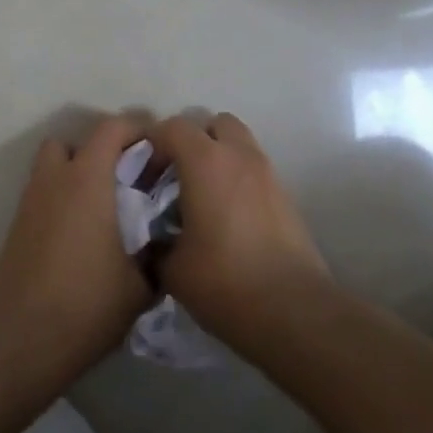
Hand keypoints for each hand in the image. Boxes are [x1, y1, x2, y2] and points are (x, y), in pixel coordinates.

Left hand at [0, 115, 152, 391]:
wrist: (17, 345)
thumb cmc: (85, 305)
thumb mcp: (140, 286)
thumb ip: (157, 256)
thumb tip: (166, 246)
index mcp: (88, 178)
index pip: (112, 128)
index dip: (138, 129)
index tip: (159, 150)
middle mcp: (56, 179)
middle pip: (76, 142)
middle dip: (102, 151)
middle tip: (129, 179)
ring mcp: (30, 203)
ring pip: (53, 167)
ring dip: (77, 173)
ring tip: (103, 207)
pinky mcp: (16, 229)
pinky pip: (44, 196)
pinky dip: (62, 201)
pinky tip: (82, 237)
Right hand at [149, 112, 329, 353]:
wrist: (292, 309)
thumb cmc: (225, 281)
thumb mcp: (173, 269)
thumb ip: (155, 243)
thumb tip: (153, 241)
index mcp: (206, 161)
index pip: (173, 128)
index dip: (152, 145)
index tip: (140, 176)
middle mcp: (239, 155)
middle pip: (213, 123)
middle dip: (192, 141)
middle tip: (175, 176)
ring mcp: (267, 172)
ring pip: (238, 143)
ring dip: (217, 157)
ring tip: (201, 196)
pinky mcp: (284, 194)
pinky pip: (253, 169)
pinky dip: (237, 178)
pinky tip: (226, 217)